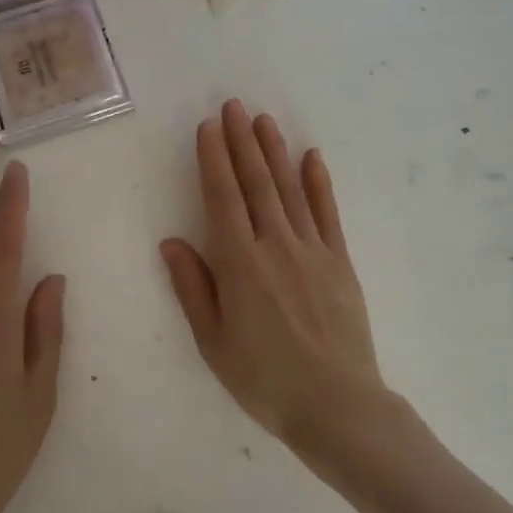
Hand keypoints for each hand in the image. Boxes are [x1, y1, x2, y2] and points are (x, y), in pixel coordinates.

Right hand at [160, 100, 393, 465]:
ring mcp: (313, 250)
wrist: (337, 406)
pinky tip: (312, 157)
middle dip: (242, 142)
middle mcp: (276, 246)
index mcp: (241, 265)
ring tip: (264, 120)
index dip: (214, 159)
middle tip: (234, 106)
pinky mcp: (340, 262)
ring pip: (290, 189)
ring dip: (275, 152)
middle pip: (256, 184)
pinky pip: (328, 213)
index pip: (222, 198)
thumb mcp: (213, 343)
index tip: (208, 127)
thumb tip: (172, 241)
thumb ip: (193, 288)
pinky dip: (319, 183)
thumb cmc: (265, 380)